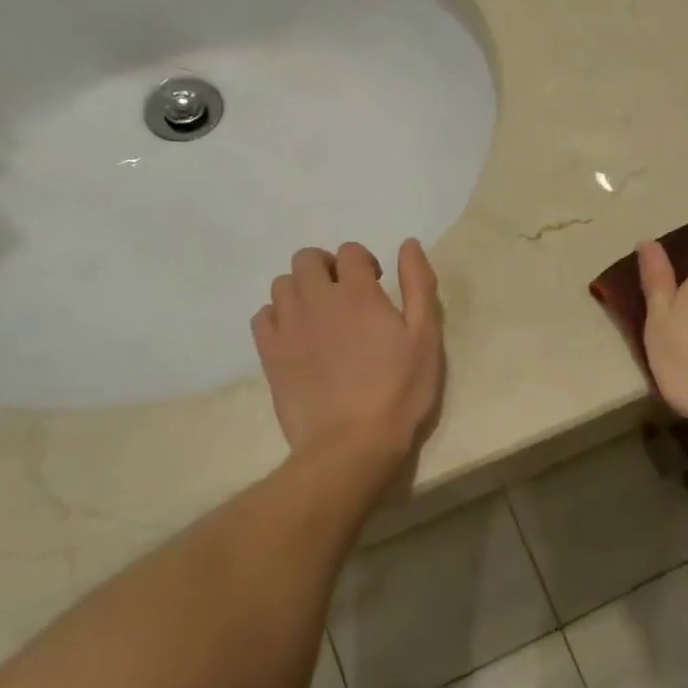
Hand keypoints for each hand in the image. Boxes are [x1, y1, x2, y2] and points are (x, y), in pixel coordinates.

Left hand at [252, 239, 444, 460]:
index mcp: (357, 292)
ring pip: (282, 284)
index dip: (364, 262)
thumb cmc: (399, 390)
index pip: (350, 251)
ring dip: (301, 289)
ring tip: (320, 315)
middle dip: (327, 267)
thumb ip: (418, 285)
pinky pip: (262, 316)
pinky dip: (277, 316)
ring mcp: (288, 326)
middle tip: (345, 295)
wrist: (351, 444)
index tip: (376, 284)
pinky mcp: (269, 353)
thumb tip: (408, 244)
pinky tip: (295, 335)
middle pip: (307, 258)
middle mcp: (317, 299)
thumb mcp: (425, 336)